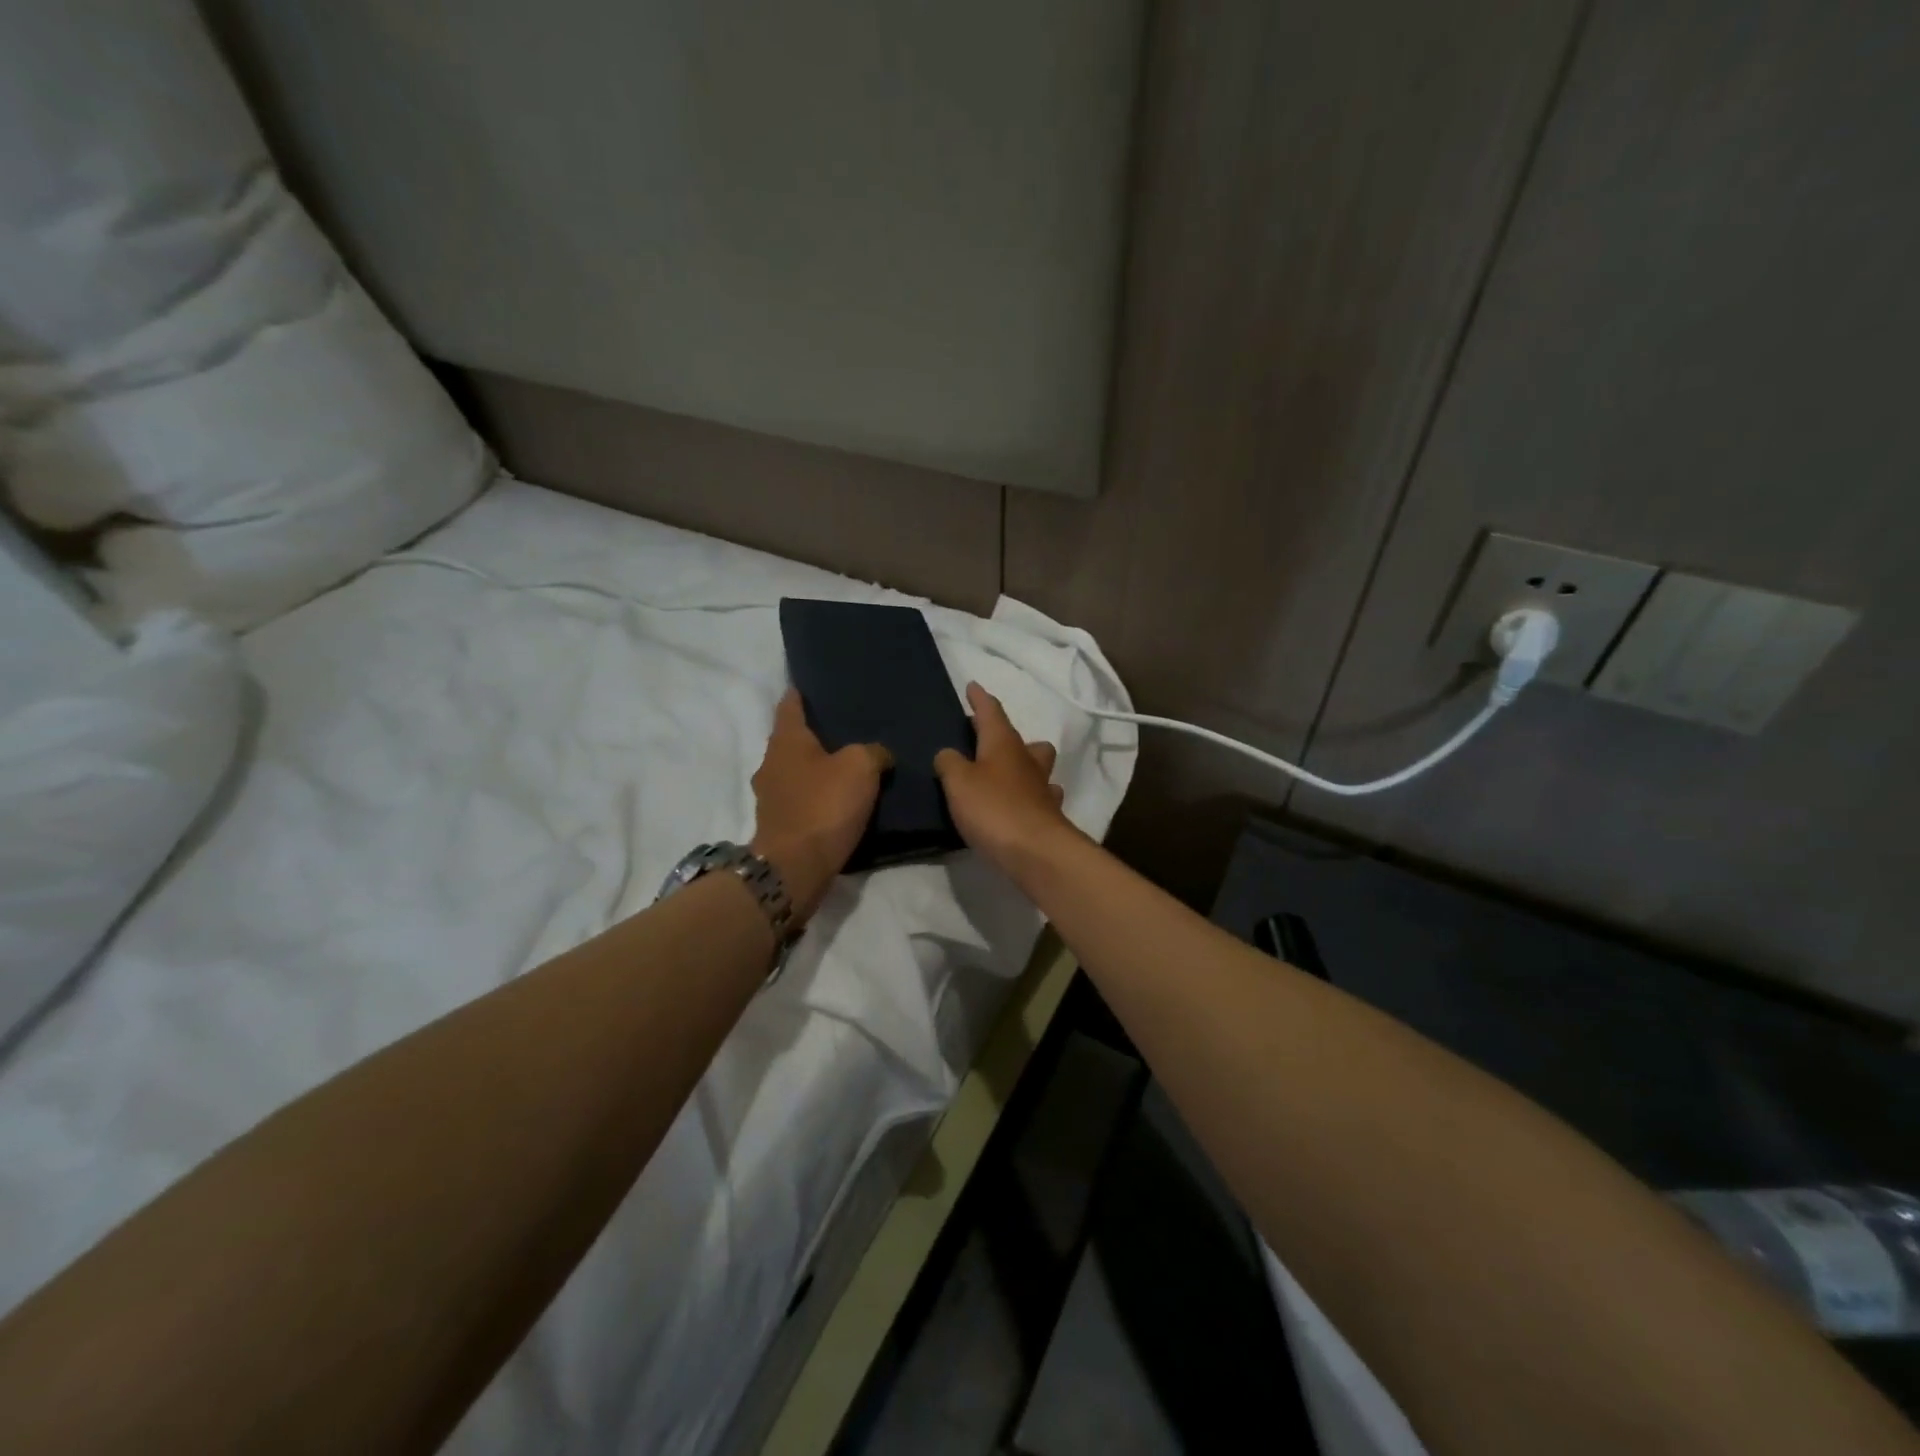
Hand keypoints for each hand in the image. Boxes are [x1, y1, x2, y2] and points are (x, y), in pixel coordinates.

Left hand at [749, 690, 890, 922]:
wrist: (795, 868)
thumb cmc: (824, 806)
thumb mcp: (861, 768)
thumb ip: (874, 752)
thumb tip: (879, 754)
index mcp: (786, 741)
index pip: (790, 705)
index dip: (801, 693)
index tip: (813, 685)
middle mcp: (771, 763)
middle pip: (792, 740)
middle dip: (815, 734)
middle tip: (846, 728)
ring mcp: (771, 796)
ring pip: (796, 771)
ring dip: (816, 768)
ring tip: (848, 765)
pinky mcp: (779, 824)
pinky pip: (801, 799)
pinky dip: (817, 795)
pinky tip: (840, 799)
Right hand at [934, 683, 1074, 877]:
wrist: (1036, 852)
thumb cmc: (993, 808)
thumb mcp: (958, 782)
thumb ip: (949, 763)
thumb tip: (949, 754)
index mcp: (1003, 744)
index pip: (991, 712)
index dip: (980, 699)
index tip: (973, 686)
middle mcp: (1027, 760)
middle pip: (1021, 739)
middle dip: (1005, 735)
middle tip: (985, 740)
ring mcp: (1042, 788)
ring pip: (1037, 766)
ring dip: (1023, 765)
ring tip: (1002, 776)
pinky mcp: (1048, 815)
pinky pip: (1040, 797)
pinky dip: (1029, 797)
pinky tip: (1019, 805)